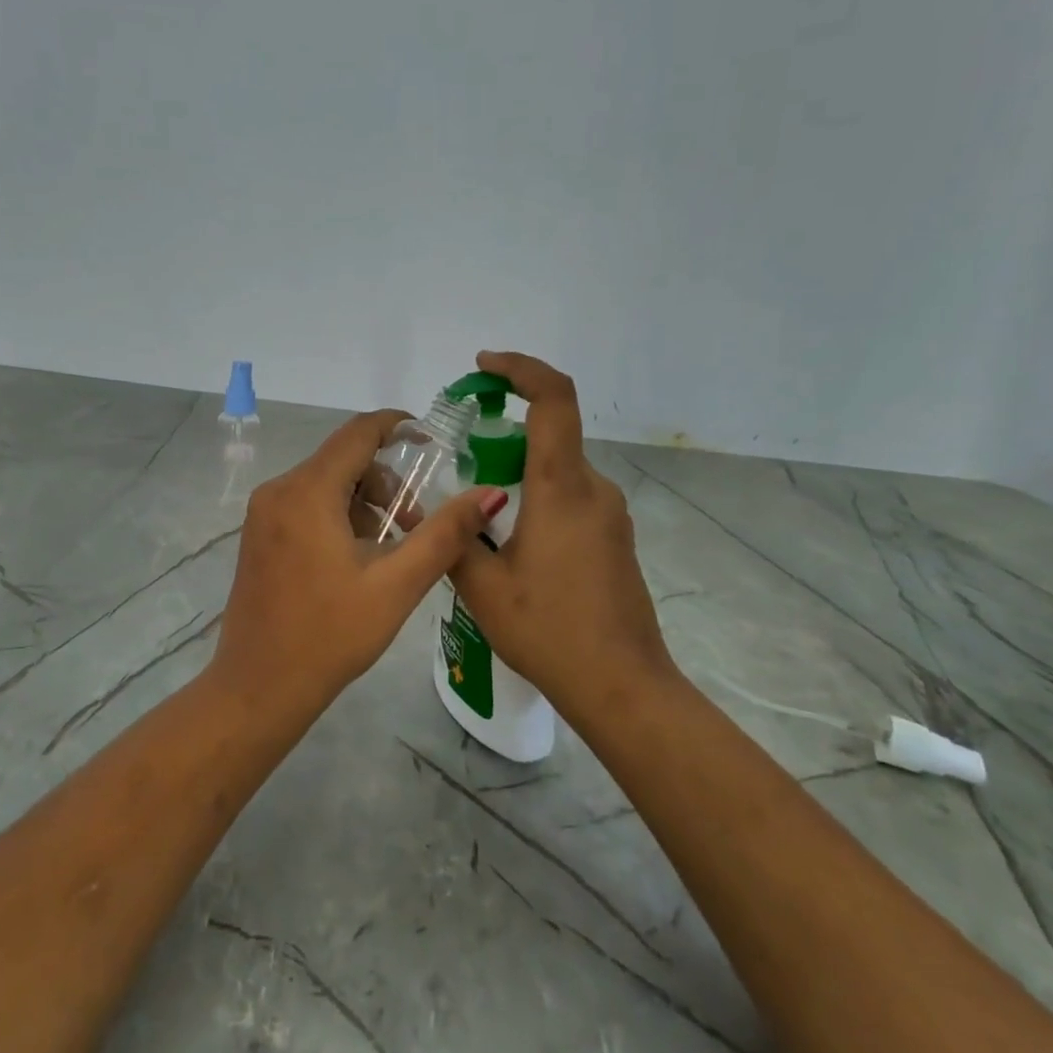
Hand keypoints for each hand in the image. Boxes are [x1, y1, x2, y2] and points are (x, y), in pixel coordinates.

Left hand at [215, 410, 505, 703]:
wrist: (258, 689)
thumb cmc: (330, 637)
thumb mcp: (396, 585)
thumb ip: (444, 534)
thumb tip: (490, 493)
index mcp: (306, 492)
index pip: (358, 433)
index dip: (398, 426)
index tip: (433, 440)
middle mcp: (278, 491)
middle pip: (343, 459)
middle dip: (387, 481)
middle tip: (415, 525)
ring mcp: (262, 514)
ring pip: (325, 483)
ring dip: (365, 503)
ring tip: (389, 551)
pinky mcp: (258, 536)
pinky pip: (306, 504)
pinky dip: (338, 516)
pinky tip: (356, 559)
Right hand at [448, 352, 674, 705]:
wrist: (622, 687)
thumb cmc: (550, 631)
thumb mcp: (483, 587)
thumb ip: (454, 538)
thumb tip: (430, 510)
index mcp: (561, 489)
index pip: (553, 400)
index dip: (521, 369)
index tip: (484, 366)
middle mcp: (593, 490)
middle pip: (550, 435)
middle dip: (502, 435)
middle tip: (459, 464)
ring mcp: (610, 514)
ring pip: (558, 471)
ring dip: (517, 474)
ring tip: (478, 520)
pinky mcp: (614, 538)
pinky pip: (571, 498)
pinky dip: (537, 498)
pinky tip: (511, 546)